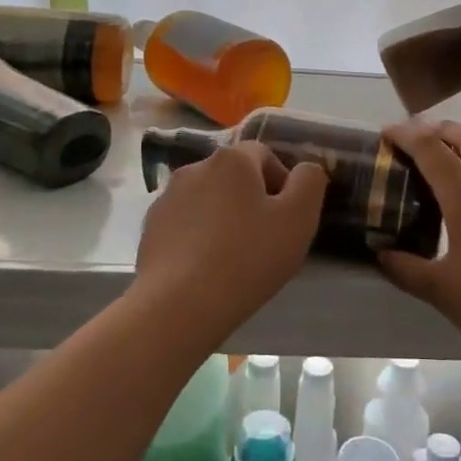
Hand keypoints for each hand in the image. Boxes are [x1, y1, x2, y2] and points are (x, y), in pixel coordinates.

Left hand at [136, 142, 327, 328]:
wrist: (179, 304)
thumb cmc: (247, 258)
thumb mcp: (298, 219)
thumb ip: (310, 183)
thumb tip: (306, 169)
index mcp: (231, 159)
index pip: (265, 155)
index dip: (282, 184)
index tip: (288, 220)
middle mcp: (195, 167)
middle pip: (234, 177)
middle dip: (252, 200)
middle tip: (265, 240)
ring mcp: (167, 198)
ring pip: (208, 200)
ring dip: (223, 218)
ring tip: (234, 258)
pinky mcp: (150, 228)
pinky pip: (185, 224)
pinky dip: (198, 237)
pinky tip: (206, 269)